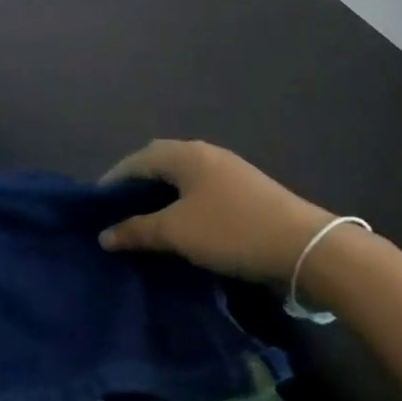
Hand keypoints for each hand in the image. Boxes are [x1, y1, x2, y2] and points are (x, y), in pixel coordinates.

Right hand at [98, 139, 332, 284]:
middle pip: (159, 162)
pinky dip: (182, 203)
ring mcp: (229, 171)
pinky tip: (181, 225)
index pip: (136, 159)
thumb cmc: (231, 230)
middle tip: (118, 210)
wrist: (304, 246)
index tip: (96, 205)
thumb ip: (136, 230)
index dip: (113, 180)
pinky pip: (201, 190)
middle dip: (136, 183)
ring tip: (145, 220)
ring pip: (182, 177)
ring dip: (160, 195)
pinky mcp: (246, 191)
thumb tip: (104, 235)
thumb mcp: (176, 232)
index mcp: (185, 154)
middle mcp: (206, 154)